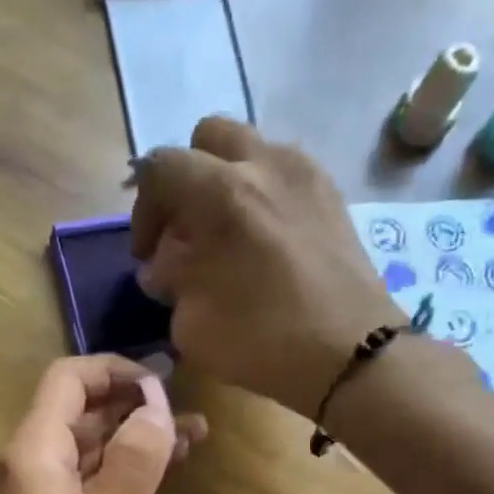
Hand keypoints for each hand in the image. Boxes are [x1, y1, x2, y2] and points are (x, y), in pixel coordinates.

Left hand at [0, 356, 205, 493]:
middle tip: (192, 423)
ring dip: (125, 445)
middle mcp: (17, 462)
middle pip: (76, 414)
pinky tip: (143, 485)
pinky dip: (105, 476)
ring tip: (185, 448)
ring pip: (76, 451)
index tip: (166, 386)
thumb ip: (136, 460)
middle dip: (134, 411)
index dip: (119, 372)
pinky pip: (68, 482)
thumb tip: (156, 403)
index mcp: (31, 451)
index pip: (70, 379)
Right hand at [130, 116, 402, 417]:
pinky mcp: (331, 193)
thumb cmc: (263, 342)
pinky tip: (263, 241)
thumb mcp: (192, 323)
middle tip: (185, 230)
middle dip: (186, 179)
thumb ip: (170, 280)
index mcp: (222, 193)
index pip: (160, 168)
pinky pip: (283, 172)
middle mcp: (264, 163)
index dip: (143, 209)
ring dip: (226, 182)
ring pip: (249, 150)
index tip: (148, 253)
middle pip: (207, 139)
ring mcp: (305, 173)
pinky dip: (262, 194)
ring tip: (226, 235)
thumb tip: (165, 264)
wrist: (350, 354)